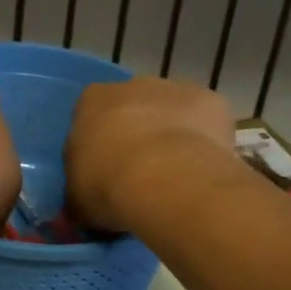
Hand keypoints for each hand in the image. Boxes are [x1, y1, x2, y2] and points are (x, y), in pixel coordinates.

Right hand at [66, 78, 235, 232]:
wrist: (166, 181)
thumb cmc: (108, 185)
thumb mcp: (77, 199)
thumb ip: (79, 194)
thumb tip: (83, 204)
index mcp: (92, 101)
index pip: (91, 116)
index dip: (100, 144)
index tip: (106, 171)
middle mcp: (132, 85)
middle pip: (134, 107)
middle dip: (137, 134)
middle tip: (143, 175)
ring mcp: (176, 89)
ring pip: (173, 112)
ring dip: (173, 136)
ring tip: (177, 177)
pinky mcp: (213, 101)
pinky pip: (207, 123)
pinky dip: (206, 141)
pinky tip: (205, 170)